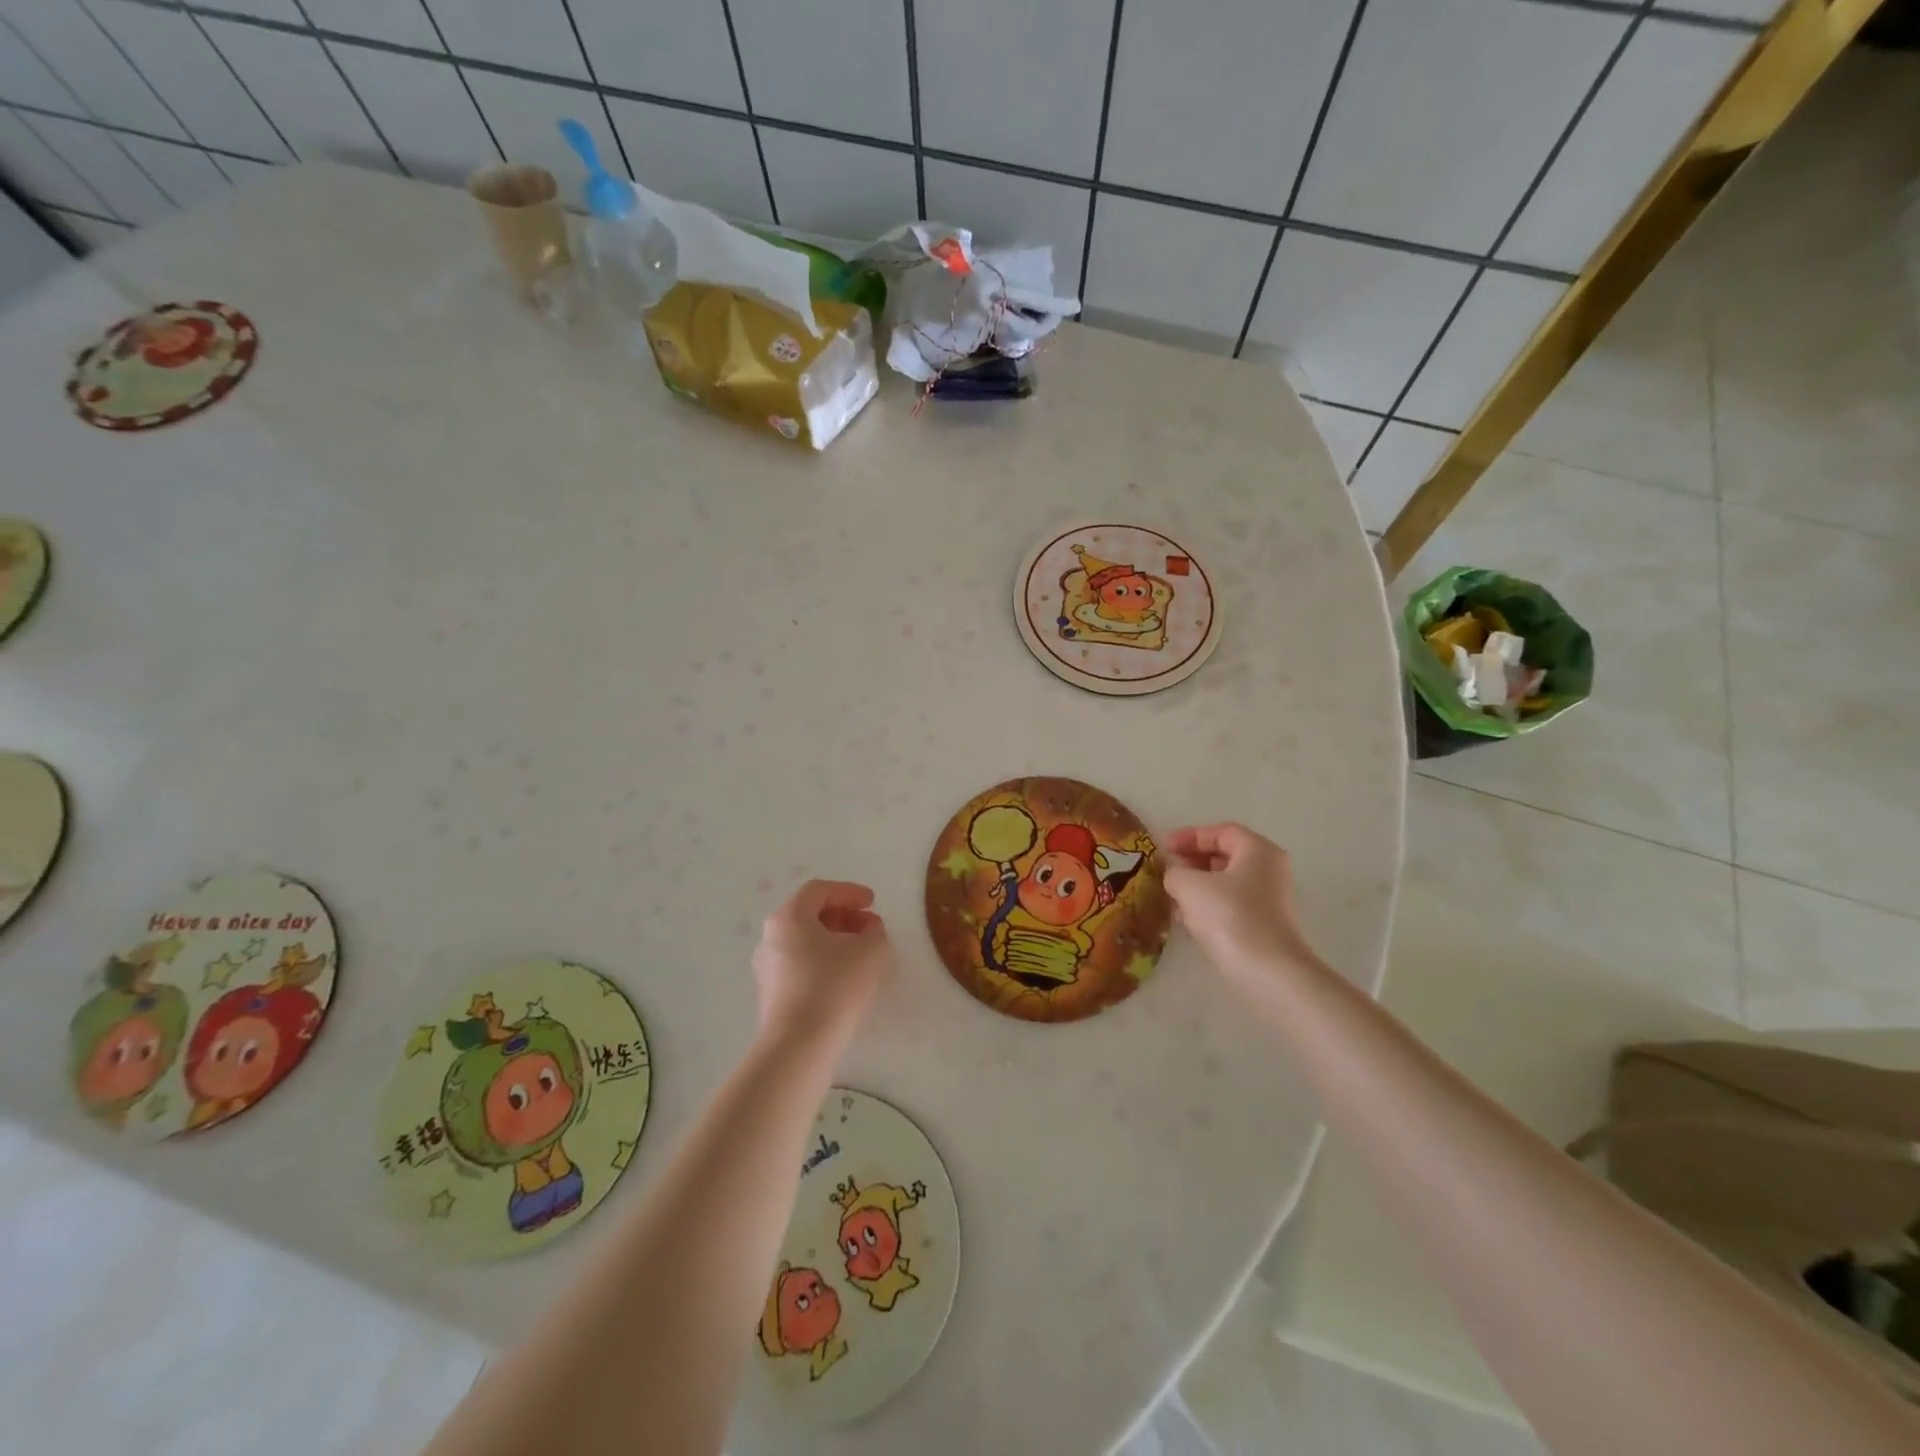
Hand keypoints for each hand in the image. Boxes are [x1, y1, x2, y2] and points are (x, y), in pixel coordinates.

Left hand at [752, 880, 890, 1043]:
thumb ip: (874, 932)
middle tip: (870, 927)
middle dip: (843, 916)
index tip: (872, 902)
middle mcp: (771, 937)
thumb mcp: (870, 950)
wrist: (799, 1045)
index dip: (849, 892)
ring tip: (861, 953)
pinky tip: (844, 978)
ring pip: (804, 941)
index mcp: (789, 917)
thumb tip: (868, 931)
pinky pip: (799, 965)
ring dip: (834, 940)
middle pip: (809, 914)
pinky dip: (822, 961)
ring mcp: (766, 967)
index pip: (819, 890)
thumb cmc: (834, 985)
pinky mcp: (771, 995)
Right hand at [1163, 824, 1320, 986]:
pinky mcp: (1264, 925)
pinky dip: (1208, 905)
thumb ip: (1175, 872)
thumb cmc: (1229, 916)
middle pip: (1225, 856)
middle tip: (1166, 869)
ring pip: (1226, 883)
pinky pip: (1230, 905)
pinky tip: (1185, 919)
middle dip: (1192, 861)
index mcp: (1257, 850)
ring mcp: (1269, 899)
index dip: (1189, 835)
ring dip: (1197, 885)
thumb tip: (1174, 874)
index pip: (1221, 832)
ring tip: (1170, 895)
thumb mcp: (1190, 886)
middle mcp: (1268, 870)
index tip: (1163, 847)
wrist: (1267, 972)